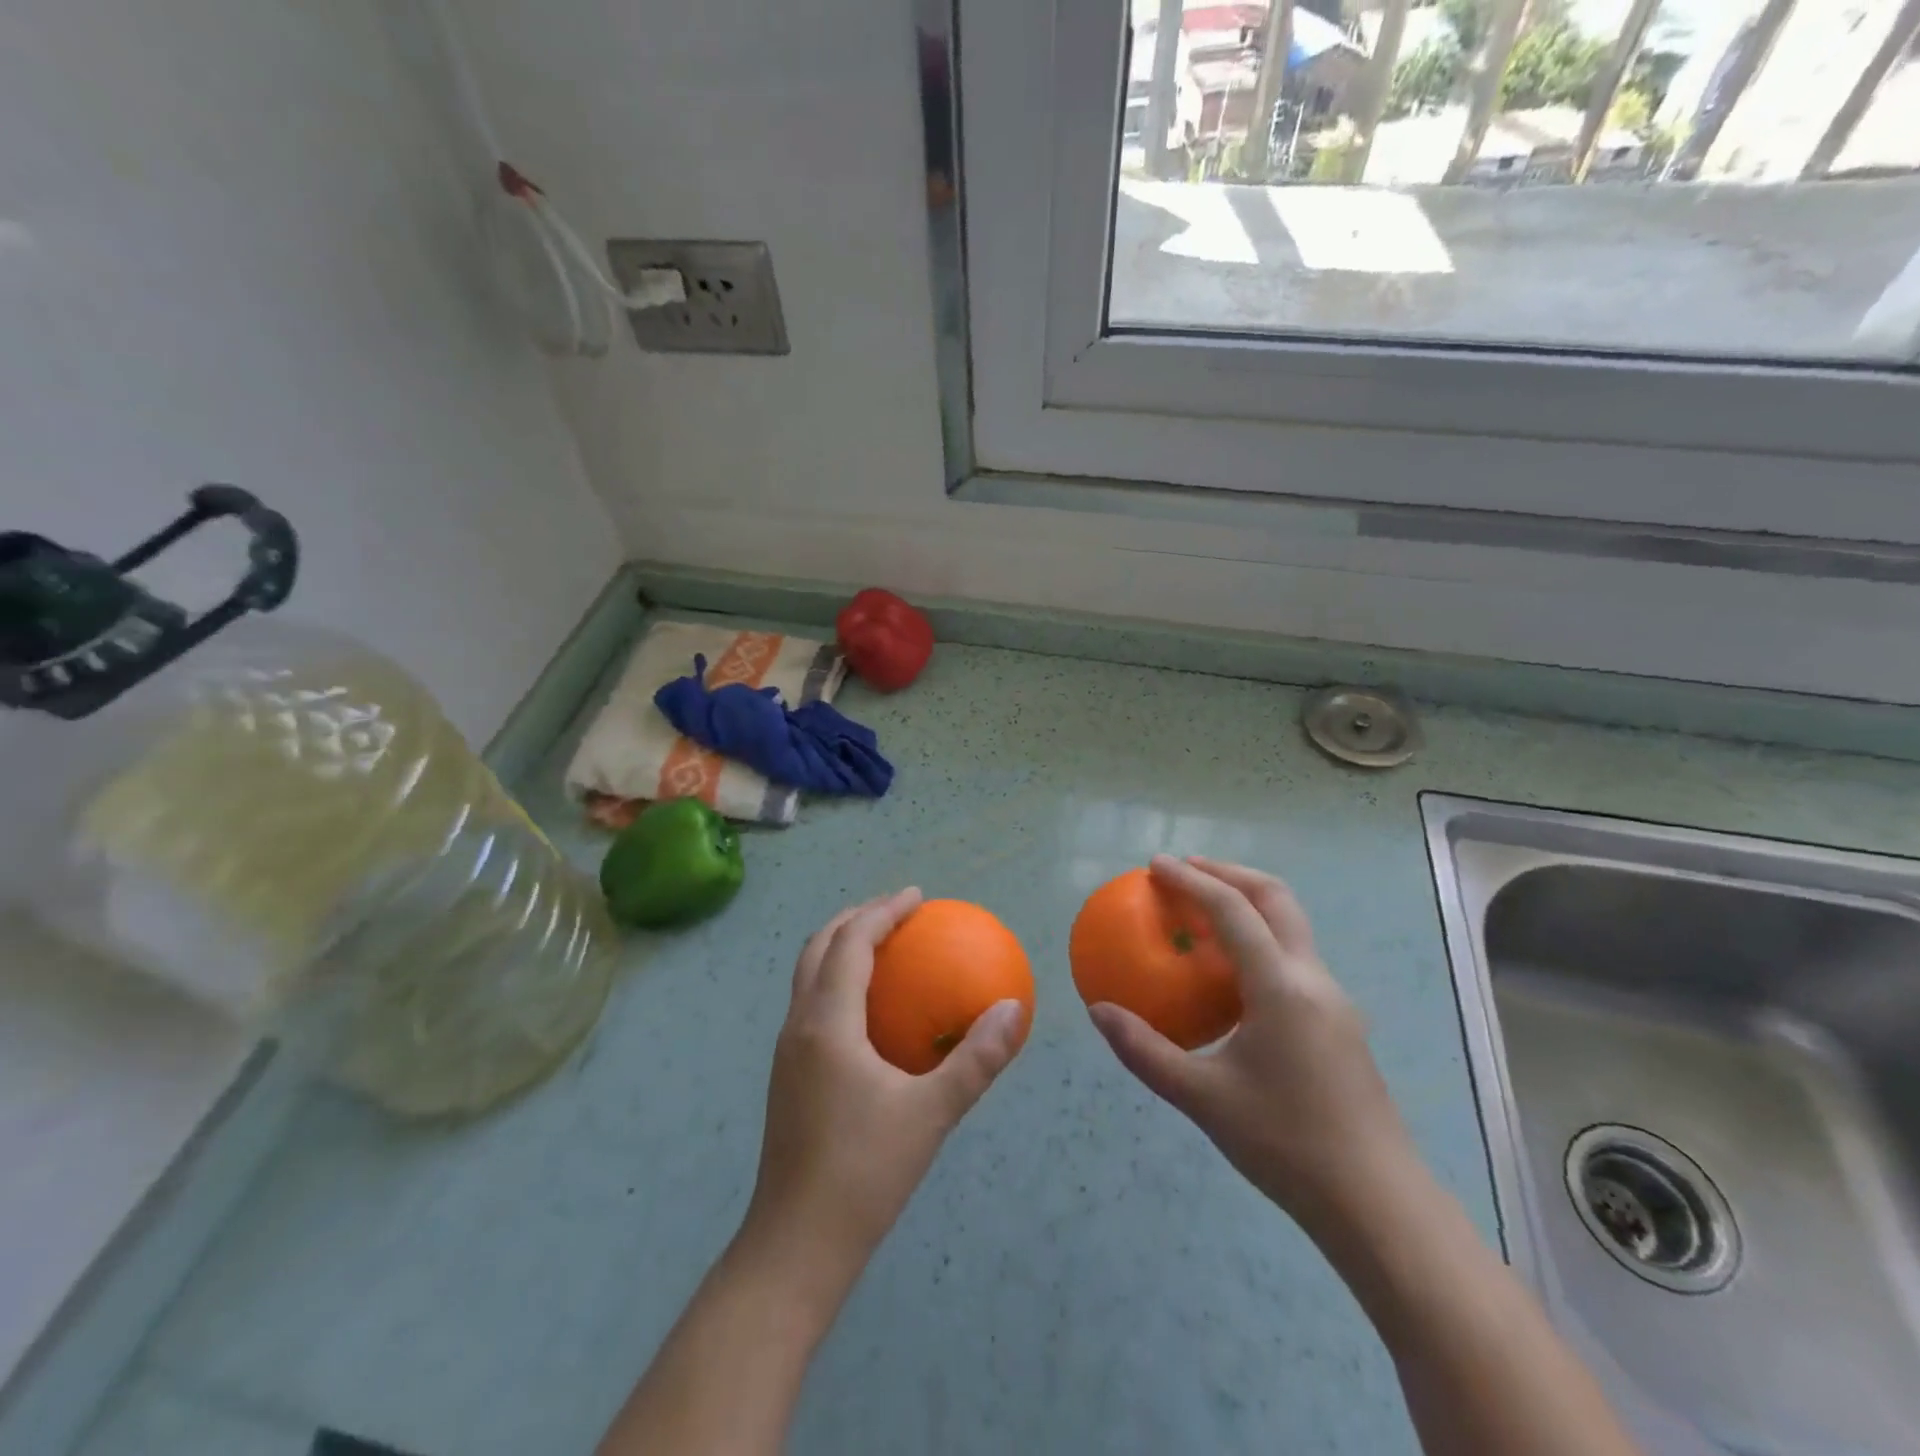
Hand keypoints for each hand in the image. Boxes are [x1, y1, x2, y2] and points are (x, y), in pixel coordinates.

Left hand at [744, 888, 1027, 1266]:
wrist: (795, 1246)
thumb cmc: (864, 1173)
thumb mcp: (931, 1114)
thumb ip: (975, 1059)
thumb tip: (1014, 1008)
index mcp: (826, 1023)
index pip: (850, 942)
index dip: (882, 911)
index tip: (917, 897)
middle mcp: (798, 1026)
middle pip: (817, 947)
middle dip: (855, 918)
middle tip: (898, 912)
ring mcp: (786, 1051)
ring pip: (807, 975)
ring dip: (840, 947)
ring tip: (882, 947)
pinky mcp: (787, 1075)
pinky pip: (810, 1003)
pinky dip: (836, 981)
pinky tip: (869, 1010)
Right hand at [1087, 856, 1417, 1237]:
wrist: (1378, 1205)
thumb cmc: (1287, 1145)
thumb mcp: (1203, 1099)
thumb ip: (1145, 1051)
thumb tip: (1099, 1011)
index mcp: (1281, 986)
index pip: (1232, 909)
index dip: (1192, 879)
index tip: (1154, 867)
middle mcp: (1312, 979)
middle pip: (1274, 897)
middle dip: (1227, 872)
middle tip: (1183, 870)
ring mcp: (1333, 1000)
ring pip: (1290, 924)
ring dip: (1247, 902)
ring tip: (1202, 910)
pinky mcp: (1339, 1023)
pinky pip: (1293, 957)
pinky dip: (1258, 938)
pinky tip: (1231, 973)